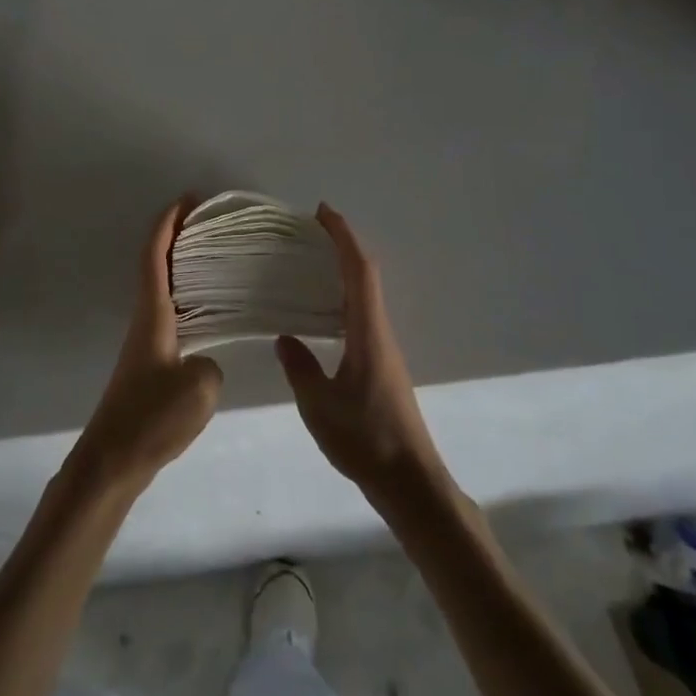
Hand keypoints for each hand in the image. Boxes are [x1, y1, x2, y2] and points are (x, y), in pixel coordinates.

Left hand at [70, 198, 222, 494]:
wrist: (112, 462)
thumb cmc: (151, 418)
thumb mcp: (199, 388)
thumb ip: (210, 364)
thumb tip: (204, 363)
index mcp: (152, 315)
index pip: (155, 256)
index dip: (168, 223)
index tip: (187, 199)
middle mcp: (145, 321)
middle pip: (157, 266)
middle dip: (178, 238)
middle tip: (212, 224)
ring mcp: (145, 344)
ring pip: (163, 291)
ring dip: (183, 268)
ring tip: (218, 261)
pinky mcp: (150, 365)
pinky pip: (171, 316)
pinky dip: (188, 300)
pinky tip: (211, 315)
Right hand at [276, 205, 448, 511]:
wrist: (411, 483)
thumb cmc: (366, 440)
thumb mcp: (319, 405)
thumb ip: (300, 368)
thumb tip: (285, 337)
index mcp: (368, 333)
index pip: (359, 271)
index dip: (343, 237)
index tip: (322, 212)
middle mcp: (380, 333)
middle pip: (366, 275)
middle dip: (342, 245)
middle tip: (310, 230)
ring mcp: (384, 350)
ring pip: (365, 296)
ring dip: (344, 270)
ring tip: (311, 263)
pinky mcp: (382, 366)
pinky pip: (361, 316)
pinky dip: (343, 298)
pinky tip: (322, 314)